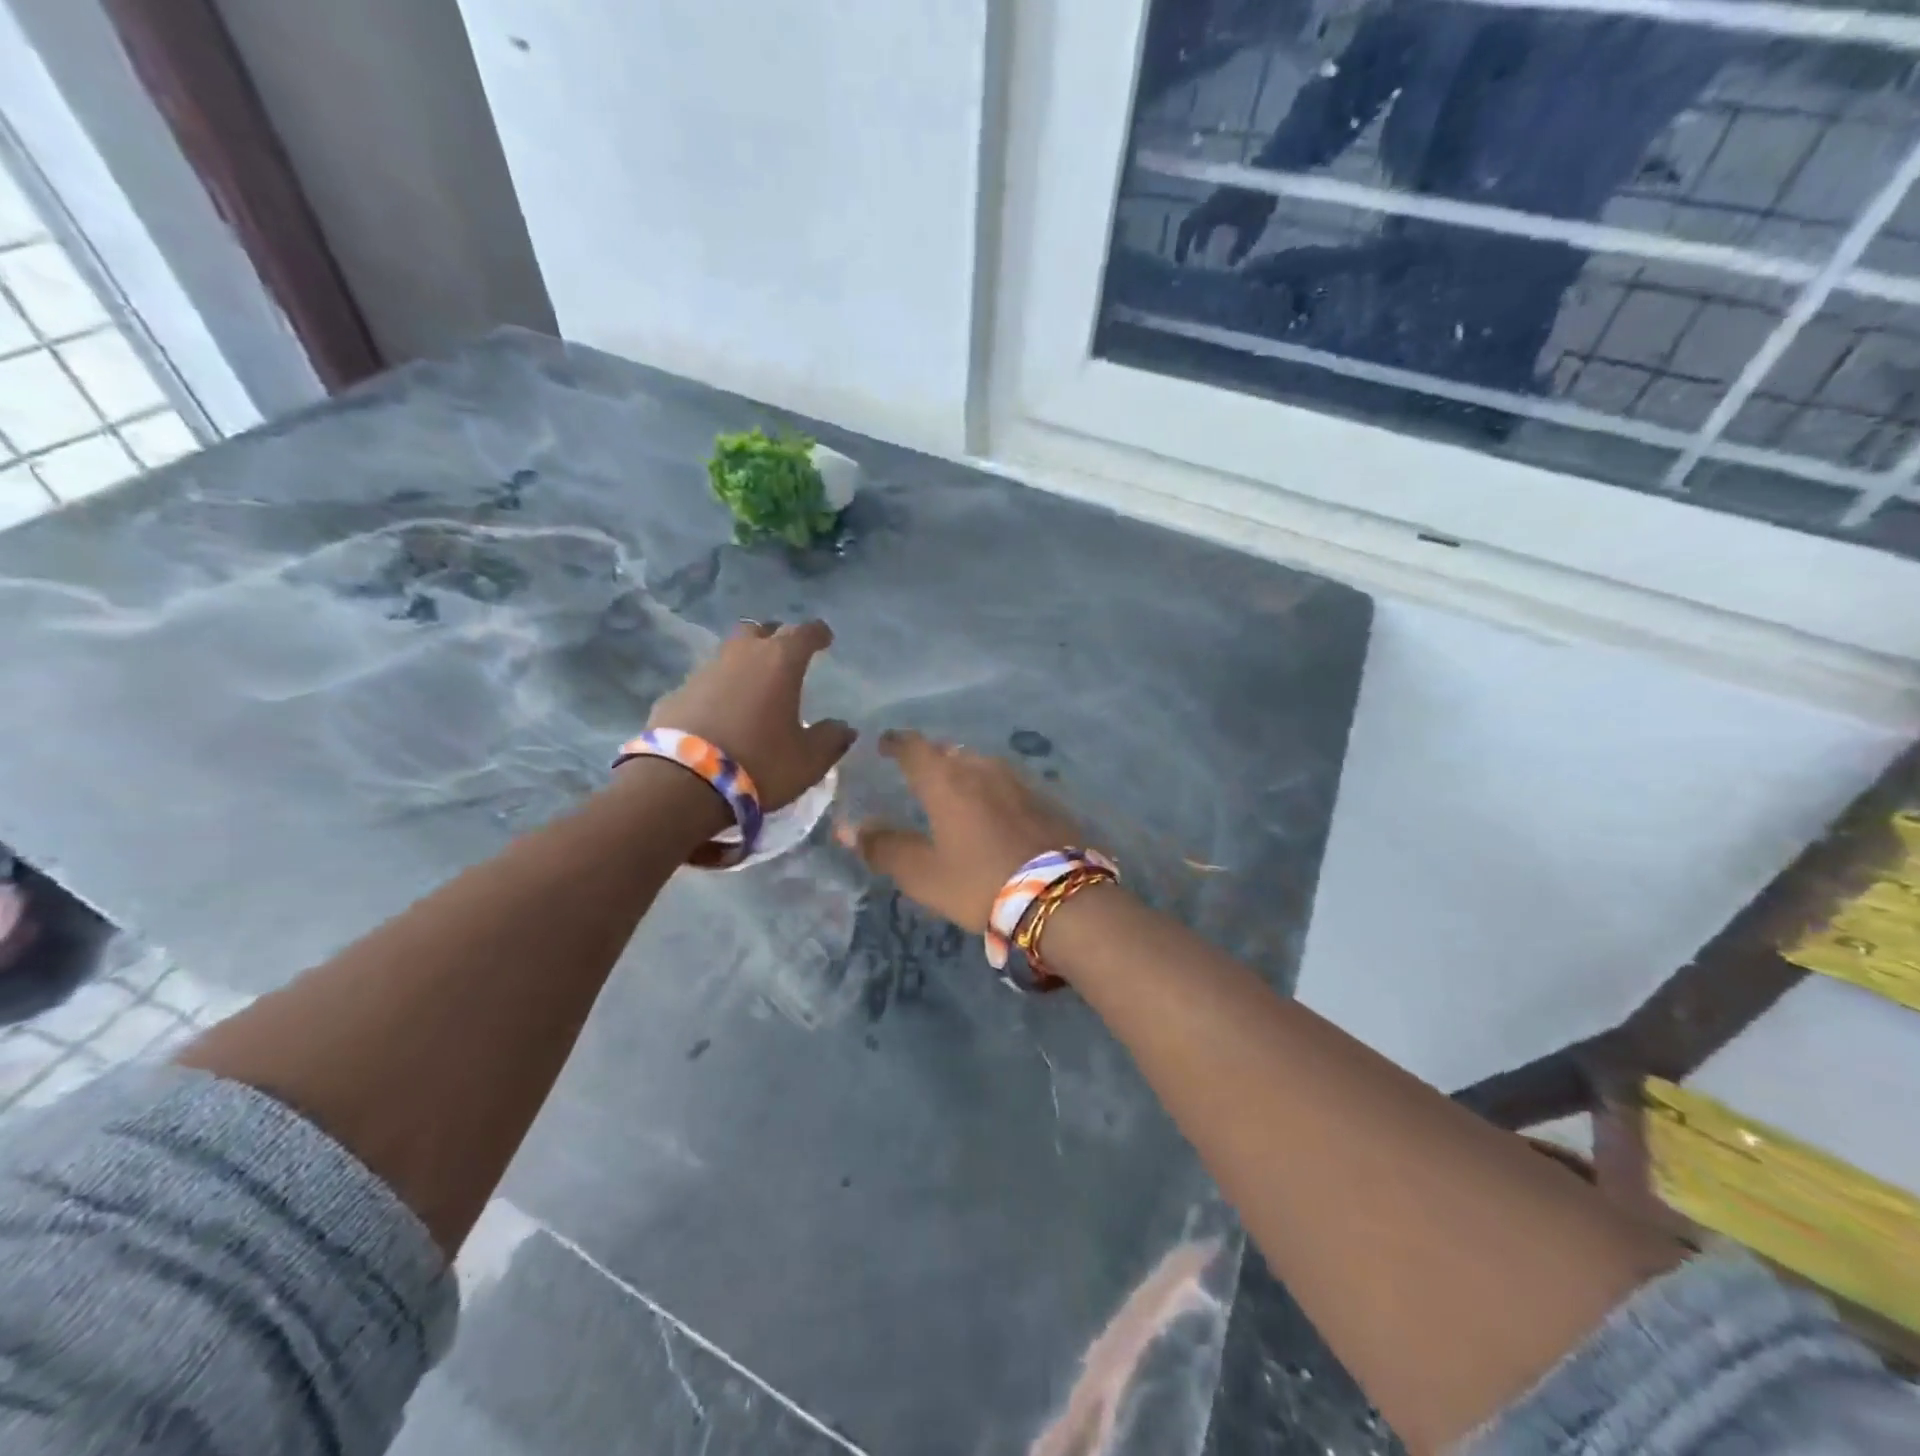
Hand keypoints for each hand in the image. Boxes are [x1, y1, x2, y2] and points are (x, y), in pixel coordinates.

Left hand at [647, 620, 855, 811]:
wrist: (682, 784)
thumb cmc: (759, 763)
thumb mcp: (808, 760)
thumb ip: (831, 739)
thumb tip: (844, 727)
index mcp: (779, 662)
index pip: (803, 632)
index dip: (817, 633)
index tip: (825, 638)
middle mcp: (740, 656)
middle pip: (759, 631)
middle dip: (774, 638)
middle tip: (785, 656)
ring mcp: (703, 672)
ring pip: (728, 655)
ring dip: (743, 665)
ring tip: (754, 688)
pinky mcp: (675, 694)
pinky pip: (704, 684)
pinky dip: (718, 691)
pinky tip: (721, 714)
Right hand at [838, 730, 1084, 931]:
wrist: (1059, 895)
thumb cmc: (979, 882)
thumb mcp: (923, 874)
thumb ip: (884, 847)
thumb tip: (847, 828)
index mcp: (946, 781)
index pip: (914, 747)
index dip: (896, 742)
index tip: (885, 744)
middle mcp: (981, 769)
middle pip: (949, 752)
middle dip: (931, 757)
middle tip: (919, 771)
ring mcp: (1018, 781)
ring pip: (981, 764)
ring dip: (963, 770)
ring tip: (956, 788)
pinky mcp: (1044, 798)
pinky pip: (1007, 782)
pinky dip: (991, 788)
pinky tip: (994, 808)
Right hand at [1172, 186, 1277, 265]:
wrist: (1271, 171)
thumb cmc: (1259, 202)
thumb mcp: (1250, 230)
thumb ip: (1238, 249)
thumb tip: (1229, 264)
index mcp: (1210, 212)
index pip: (1187, 229)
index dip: (1182, 246)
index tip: (1180, 262)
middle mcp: (1210, 204)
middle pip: (1190, 223)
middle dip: (1186, 241)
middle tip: (1186, 257)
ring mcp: (1218, 197)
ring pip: (1201, 217)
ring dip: (1199, 234)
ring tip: (1202, 249)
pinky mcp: (1227, 194)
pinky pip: (1211, 212)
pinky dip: (1209, 226)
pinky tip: (1218, 234)